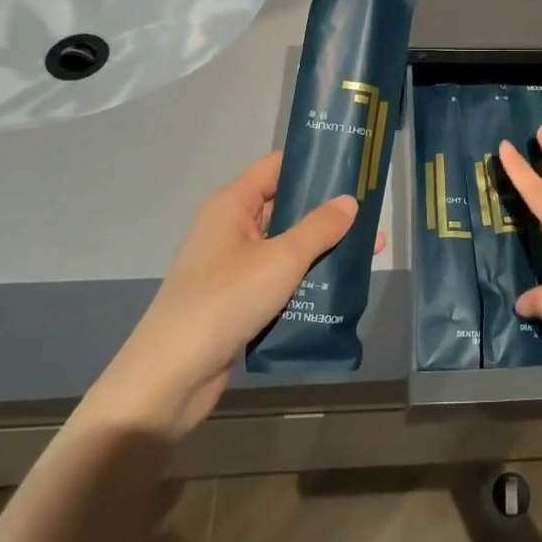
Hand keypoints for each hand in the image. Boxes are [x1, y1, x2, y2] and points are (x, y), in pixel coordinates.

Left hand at [83, 151, 366, 440]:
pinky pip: (278, 280)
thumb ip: (319, 228)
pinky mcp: (237, 302)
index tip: (352, 165)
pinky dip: (305, 281)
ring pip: (285, 247)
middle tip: (371, 211)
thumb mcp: (281, 259)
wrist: (171, 378)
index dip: (312, 164)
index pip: (276, 168)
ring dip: (320, 250)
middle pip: (284, 208)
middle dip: (326, 212)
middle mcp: (230, 230)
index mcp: (232, 206)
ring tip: (366, 250)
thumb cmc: (225, 301)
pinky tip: (339, 289)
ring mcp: (232, 268)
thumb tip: (350, 201)